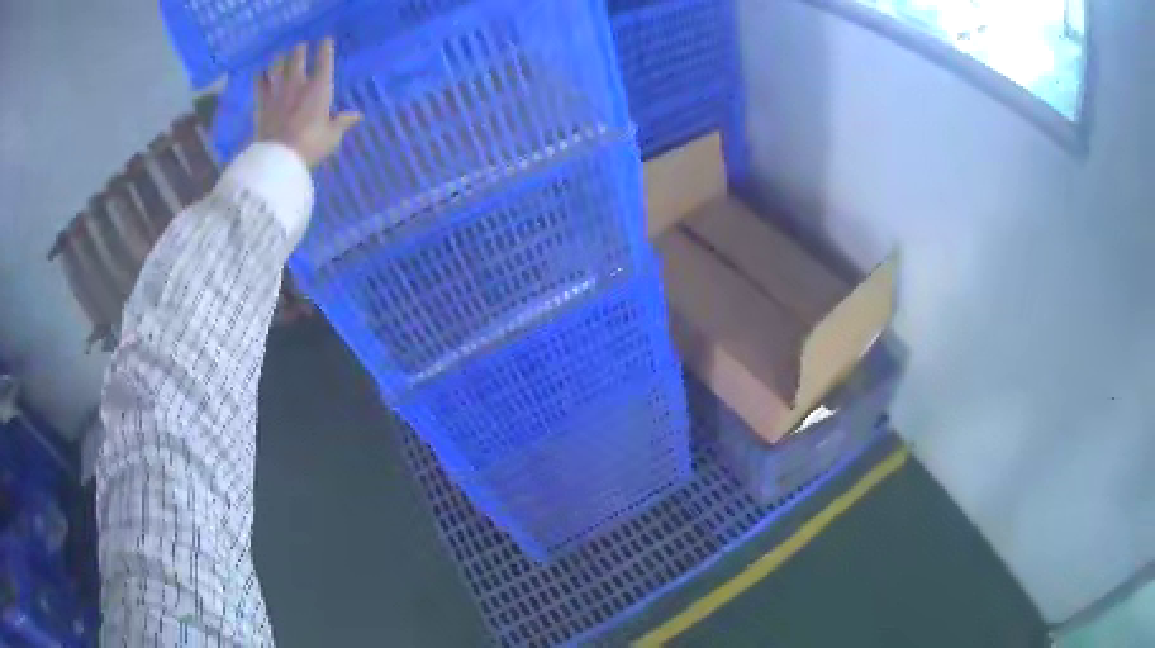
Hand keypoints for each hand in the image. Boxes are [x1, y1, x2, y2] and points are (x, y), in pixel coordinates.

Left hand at [255, 38, 361, 167]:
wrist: (278, 160)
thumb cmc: (310, 146)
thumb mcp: (331, 136)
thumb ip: (342, 122)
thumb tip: (357, 115)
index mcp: (319, 87)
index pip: (324, 58)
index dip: (325, 47)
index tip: (326, 41)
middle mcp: (298, 82)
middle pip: (297, 54)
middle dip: (300, 49)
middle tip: (301, 49)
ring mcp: (277, 91)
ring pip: (277, 63)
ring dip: (280, 58)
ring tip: (281, 57)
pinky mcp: (261, 102)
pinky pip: (259, 81)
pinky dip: (261, 75)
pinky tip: (262, 74)